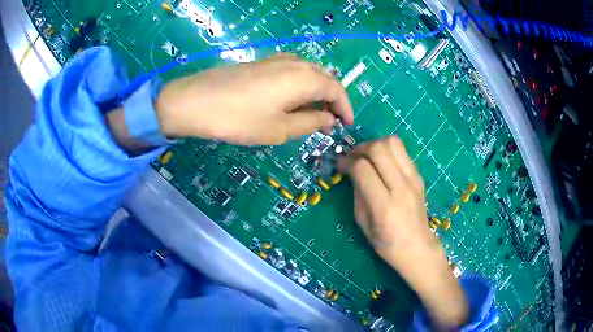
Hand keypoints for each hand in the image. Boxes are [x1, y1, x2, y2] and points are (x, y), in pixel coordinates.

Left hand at [155, 54, 353, 144]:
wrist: (197, 101)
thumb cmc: (240, 119)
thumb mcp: (280, 128)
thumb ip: (310, 122)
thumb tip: (329, 119)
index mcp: (305, 79)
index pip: (336, 90)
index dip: (345, 108)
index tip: (346, 124)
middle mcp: (296, 63)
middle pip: (324, 78)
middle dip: (332, 99)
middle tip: (331, 120)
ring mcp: (277, 59)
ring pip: (308, 73)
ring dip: (316, 91)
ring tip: (313, 112)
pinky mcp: (262, 62)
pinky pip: (292, 71)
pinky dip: (300, 85)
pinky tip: (291, 99)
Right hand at [337, 137, 434, 262]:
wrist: (417, 247)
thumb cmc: (387, 242)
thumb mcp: (363, 223)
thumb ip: (357, 194)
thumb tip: (352, 171)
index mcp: (384, 206)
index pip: (363, 169)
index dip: (347, 162)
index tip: (340, 165)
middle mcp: (401, 188)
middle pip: (379, 149)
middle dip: (361, 148)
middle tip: (353, 157)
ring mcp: (413, 180)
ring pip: (393, 143)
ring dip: (376, 144)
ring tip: (368, 155)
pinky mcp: (419, 176)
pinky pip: (402, 152)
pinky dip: (388, 151)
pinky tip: (382, 163)